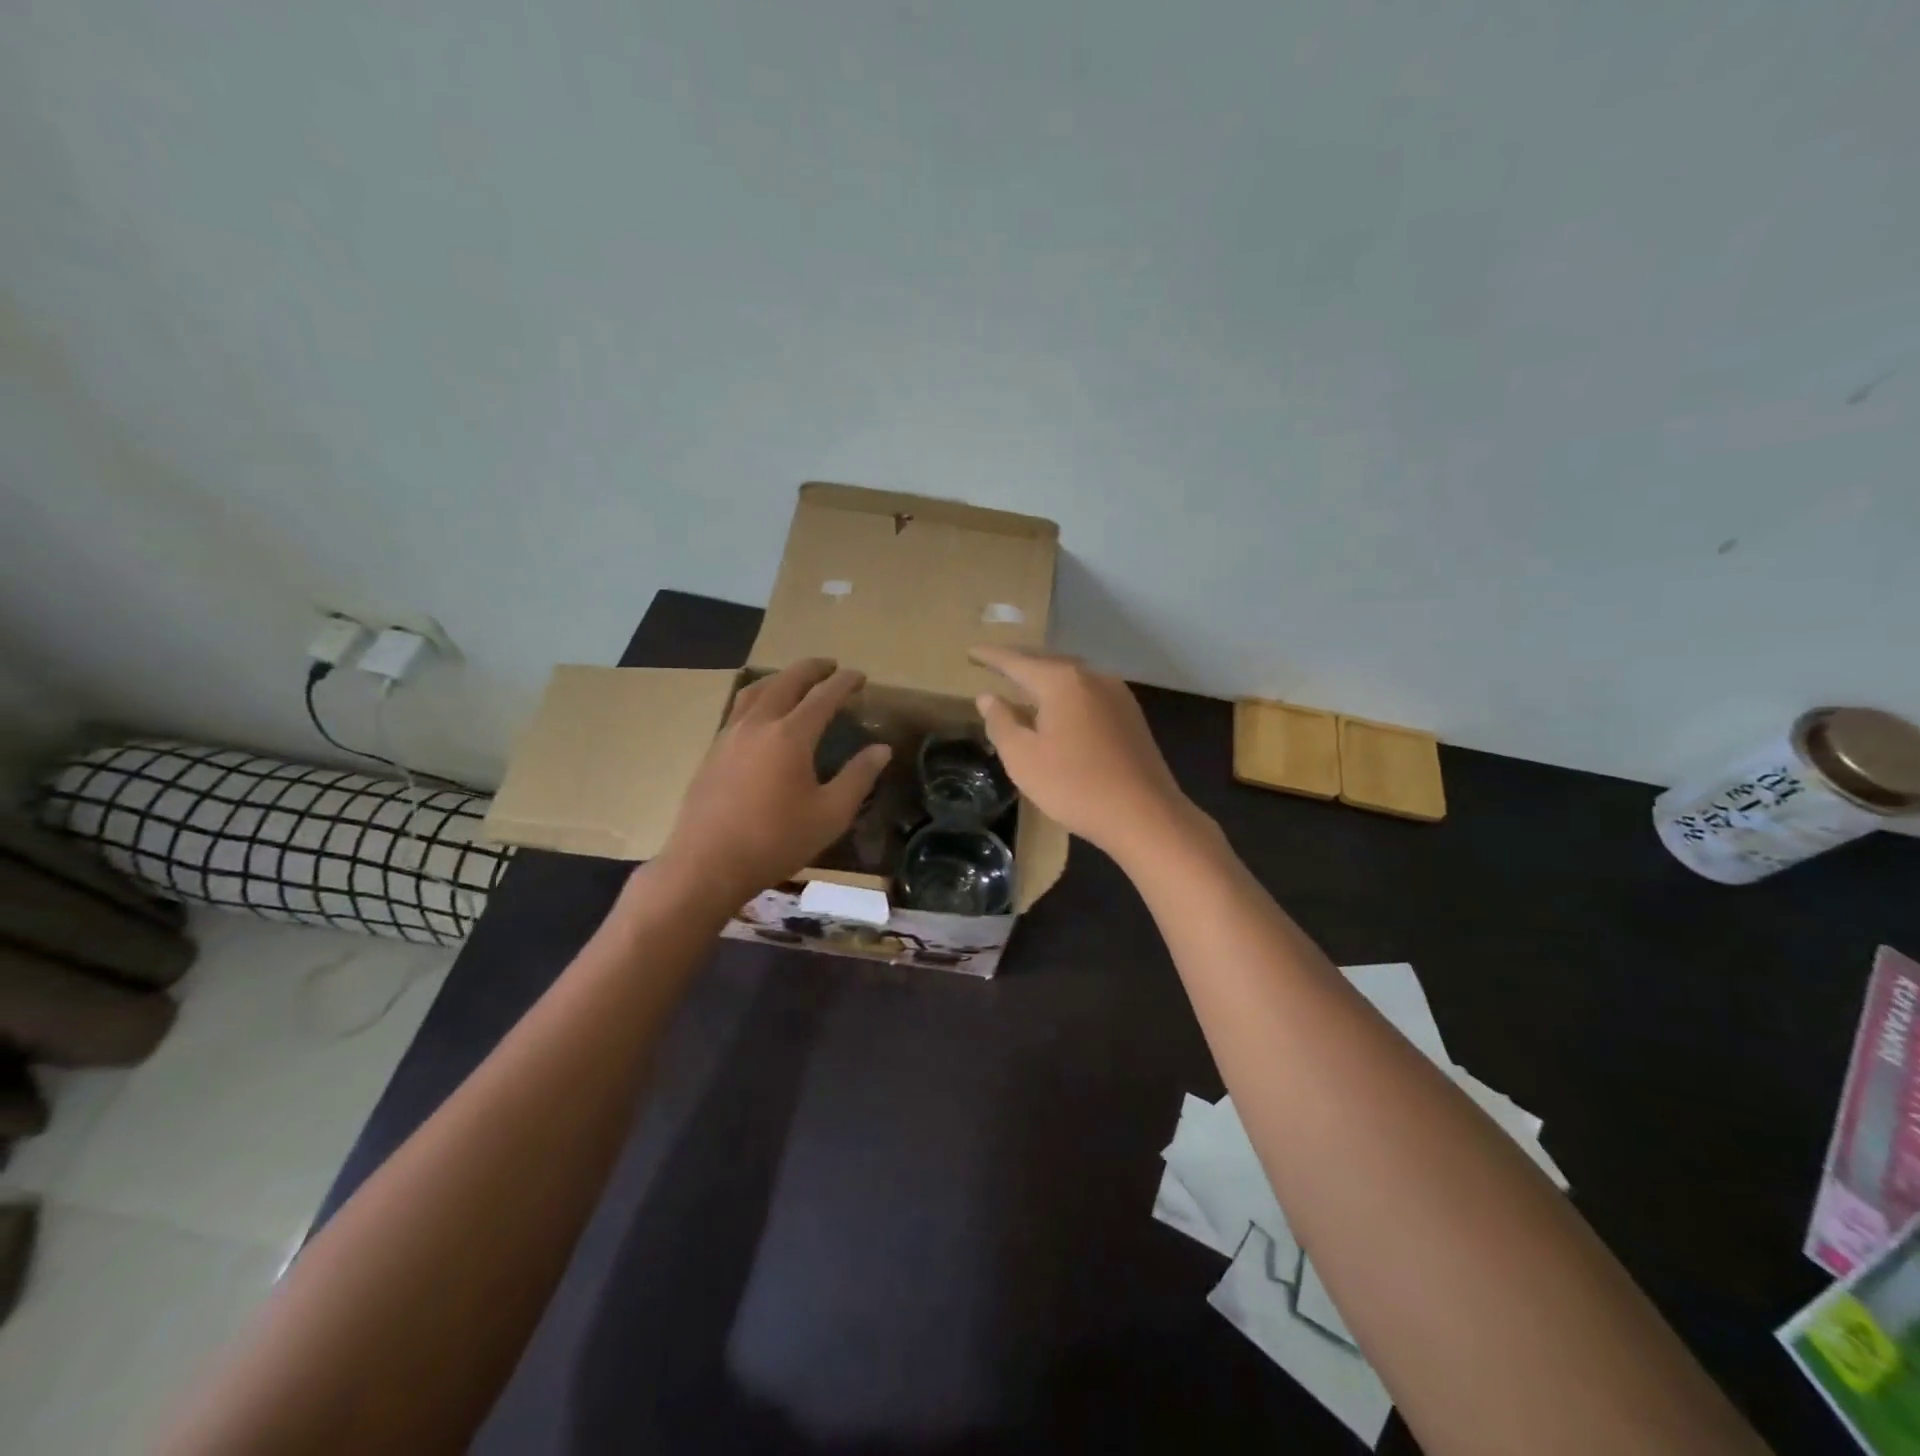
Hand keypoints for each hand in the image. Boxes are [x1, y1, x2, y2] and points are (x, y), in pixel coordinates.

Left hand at [657, 659, 890, 904]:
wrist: (707, 864)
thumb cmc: (775, 841)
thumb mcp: (830, 814)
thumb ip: (858, 777)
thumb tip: (882, 749)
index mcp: (790, 735)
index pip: (823, 696)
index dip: (844, 683)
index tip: (860, 676)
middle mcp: (758, 724)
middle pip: (786, 682)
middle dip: (811, 669)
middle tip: (830, 666)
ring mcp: (729, 736)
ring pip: (755, 691)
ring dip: (780, 679)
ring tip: (794, 681)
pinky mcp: (712, 752)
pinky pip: (738, 710)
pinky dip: (758, 698)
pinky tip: (761, 716)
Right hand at [969, 645, 1195, 865]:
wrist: (1144, 814)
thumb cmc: (1074, 785)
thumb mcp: (1023, 758)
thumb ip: (1001, 722)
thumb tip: (988, 697)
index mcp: (1061, 682)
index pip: (1017, 661)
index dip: (991, 657)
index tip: (972, 651)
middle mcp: (1092, 677)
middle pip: (1048, 663)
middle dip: (1021, 663)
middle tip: (995, 664)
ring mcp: (1117, 695)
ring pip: (1072, 678)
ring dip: (1046, 679)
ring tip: (1025, 686)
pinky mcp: (1131, 716)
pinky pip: (1089, 694)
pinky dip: (1067, 695)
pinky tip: (1061, 711)